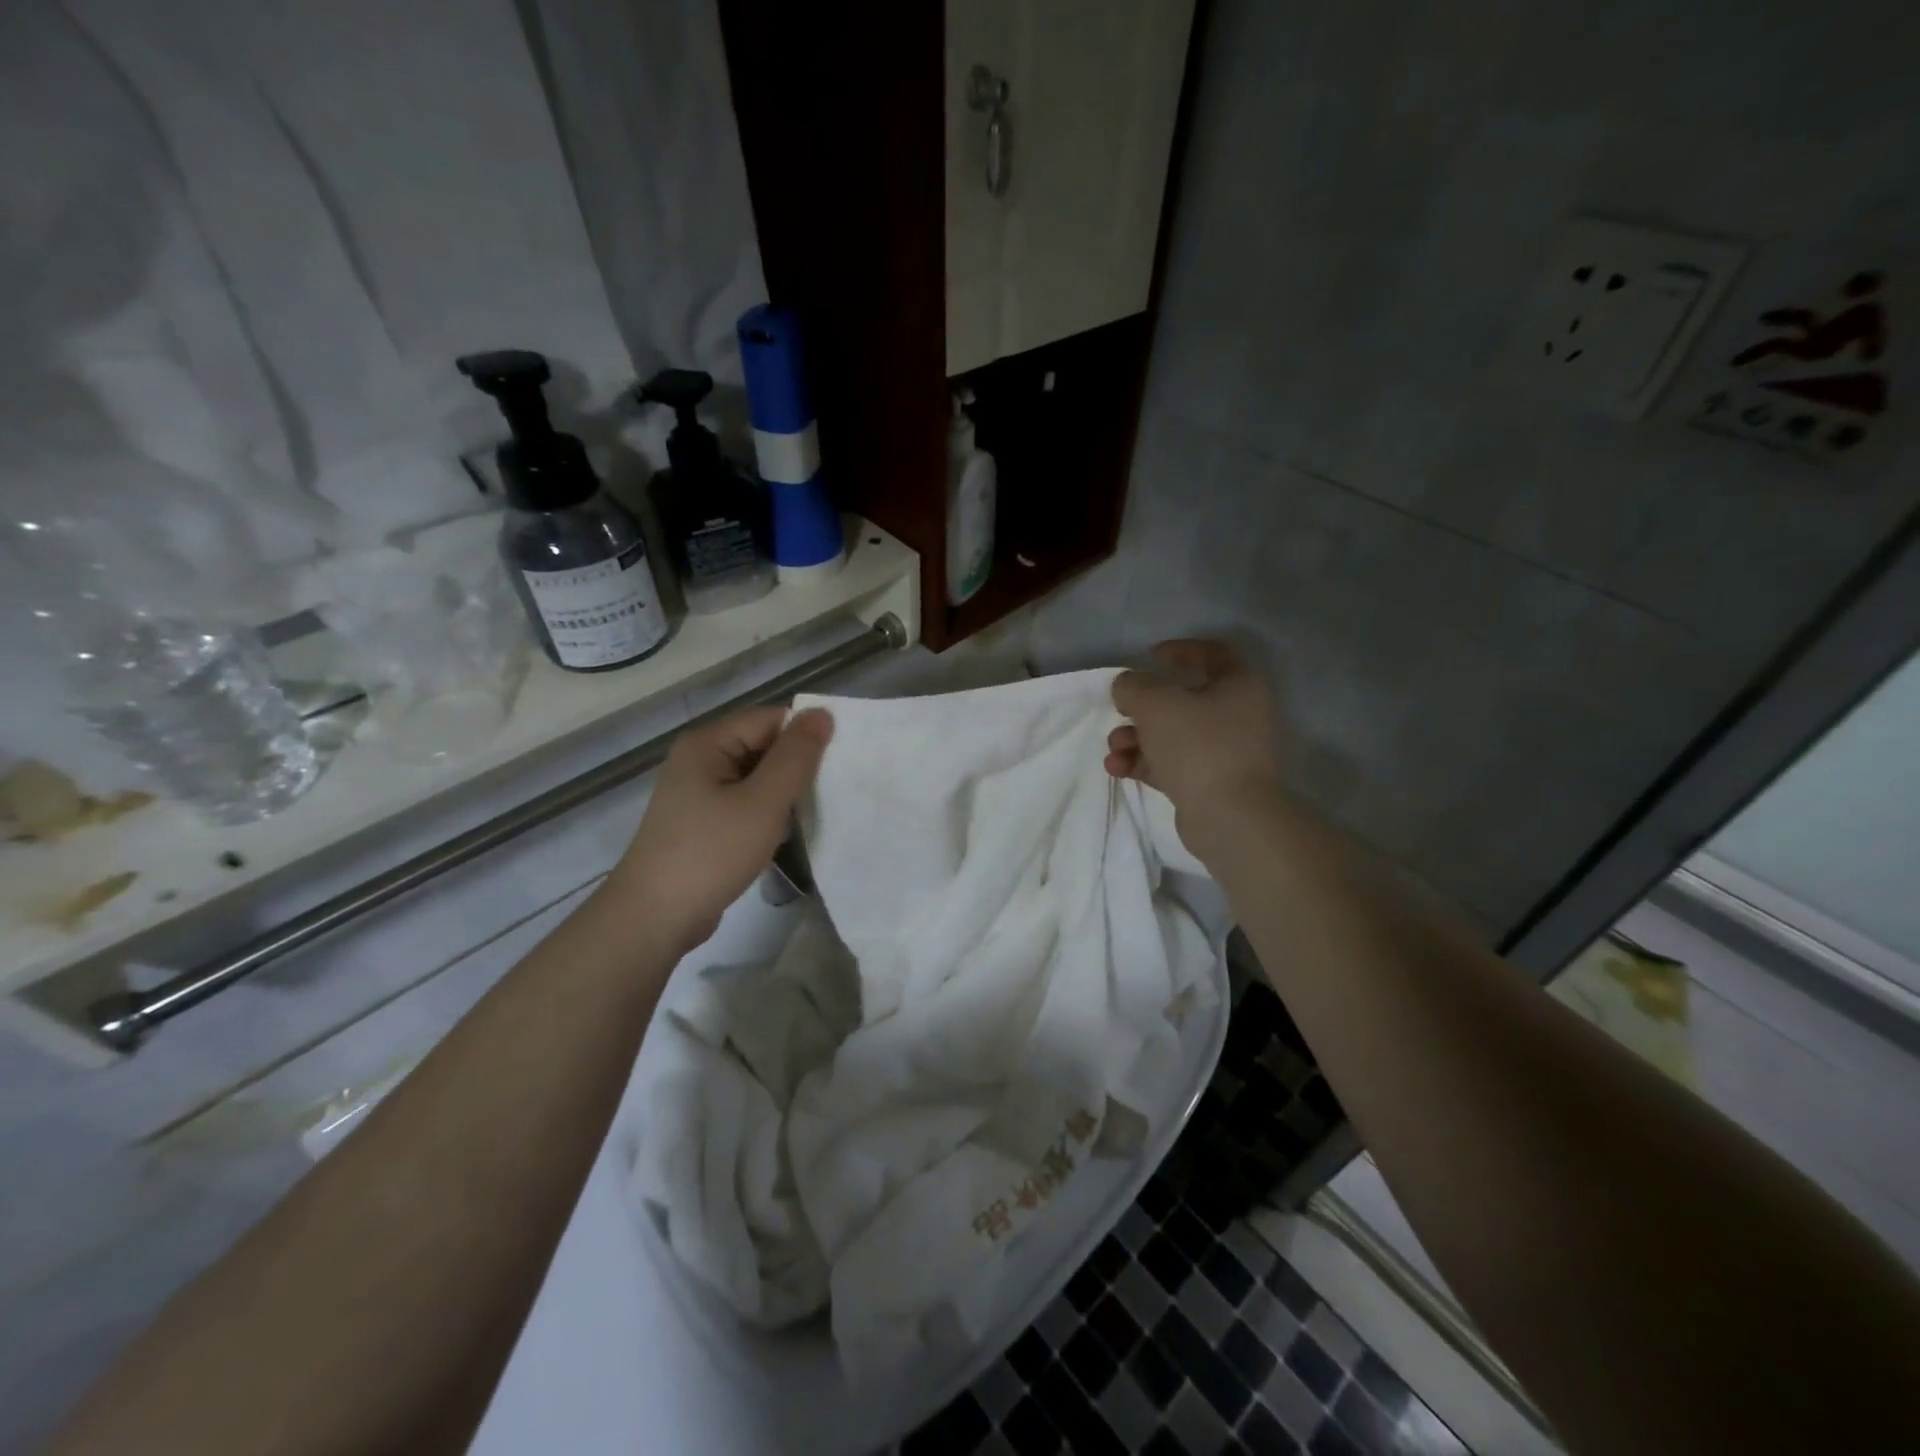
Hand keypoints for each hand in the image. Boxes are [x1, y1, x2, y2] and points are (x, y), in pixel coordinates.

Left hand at [610, 705, 833, 953]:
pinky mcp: (702, 822)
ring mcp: (698, 793)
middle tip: (833, 789)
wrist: (655, 918)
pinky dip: (768, 812)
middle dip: (797, 765)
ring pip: (756, 777)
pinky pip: (745, 802)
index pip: (769, 719)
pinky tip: (786, 832)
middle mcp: (700, 759)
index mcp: (708, 743)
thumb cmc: (711, 853)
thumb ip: (796, 756)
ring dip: (784, 792)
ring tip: (815, 810)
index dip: (806, 735)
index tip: (841, 761)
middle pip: (762, 745)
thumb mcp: (763, 802)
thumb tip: (822, 713)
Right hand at [1107, 640, 1284, 838]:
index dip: (1179, 650)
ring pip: (1172, 734)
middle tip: (1120, 710)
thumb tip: (1126, 686)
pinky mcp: (1209, 783)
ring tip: (1114, 748)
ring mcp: (1225, 752)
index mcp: (1239, 685)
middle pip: (1183, 699)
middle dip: (1143, 706)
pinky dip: (1144, 762)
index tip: (1148, 657)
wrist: (1230, 818)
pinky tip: (1117, 768)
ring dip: (1136, 737)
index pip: (1212, 654)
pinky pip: (1171, 763)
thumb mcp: (1156, 704)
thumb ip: (1134, 686)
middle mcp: (1237, 715)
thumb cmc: (1198, 746)